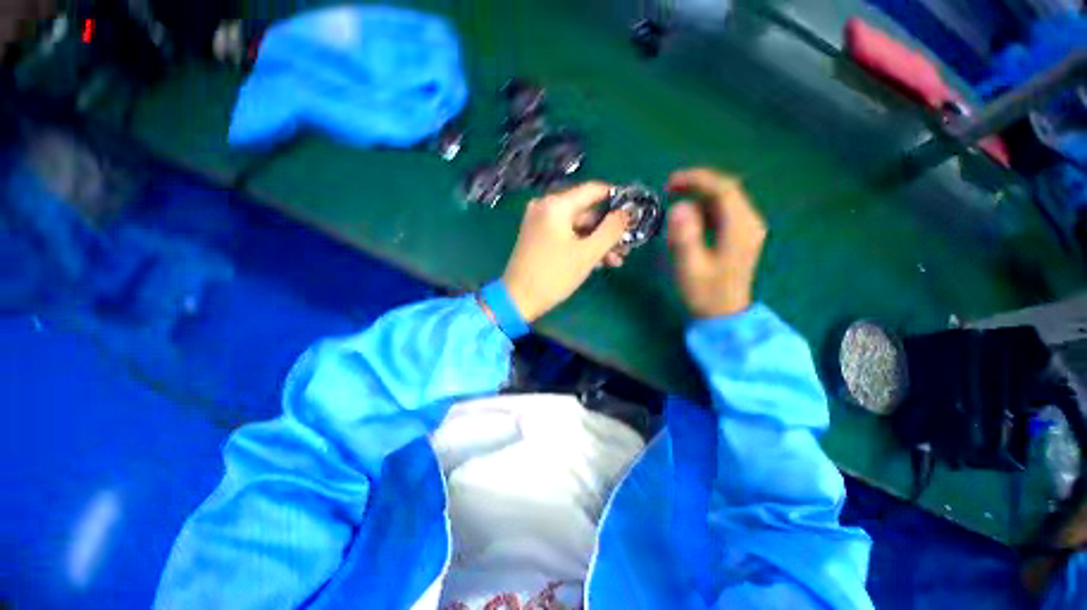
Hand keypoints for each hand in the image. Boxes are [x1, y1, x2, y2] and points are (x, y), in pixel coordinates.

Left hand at [502, 182, 630, 321]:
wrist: (518, 299)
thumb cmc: (554, 275)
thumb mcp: (587, 253)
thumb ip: (611, 230)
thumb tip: (628, 212)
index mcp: (556, 205)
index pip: (593, 190)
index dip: (616, 199)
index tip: (634, 212)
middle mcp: (546, 207)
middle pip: (586, 211)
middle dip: (608, 230)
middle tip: (627, 245)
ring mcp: (540, 223)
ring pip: (577, 226)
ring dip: (597, 241)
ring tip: (617, 259)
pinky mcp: (538, 238)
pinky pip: (566, 235)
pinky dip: (581, 245)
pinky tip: (599, 262)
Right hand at [666, 168, 766, 317]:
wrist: (723, 315)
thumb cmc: (704, 293)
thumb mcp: (690, 267)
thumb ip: (685, 236)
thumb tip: (679, 206)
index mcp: (740, 228)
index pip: (724, 190)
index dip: (697, 180)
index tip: (670, 182)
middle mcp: (750, 223)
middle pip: (727, 190)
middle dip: (698, 184)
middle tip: (669, 188)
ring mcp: (747, 229)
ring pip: (726, 199)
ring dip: (700, 195)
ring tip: (674, 198)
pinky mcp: (741, 236)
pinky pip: (724, 211)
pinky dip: (705, 207)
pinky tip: (689, 215)